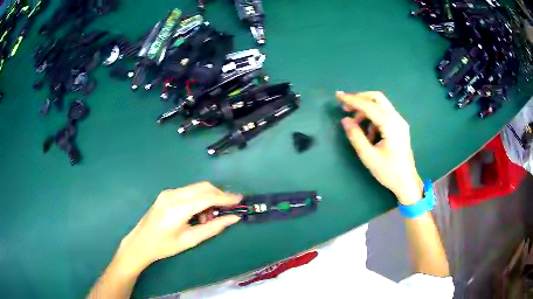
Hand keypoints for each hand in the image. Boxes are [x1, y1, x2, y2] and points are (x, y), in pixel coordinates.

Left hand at [115, 182, 241, 273]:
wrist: (140, 242)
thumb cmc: (164, 246)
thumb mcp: (190, 240)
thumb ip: (213, 228)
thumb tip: (233, 218)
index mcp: (177, 209)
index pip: (206, 197)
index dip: (225, 198)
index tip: (240, 200)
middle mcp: (172, 195)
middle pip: (203, 187)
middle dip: (219, 195)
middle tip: (228, 210)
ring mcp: (168, 192)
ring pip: (197, 187)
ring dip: (209, 198)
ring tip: (208, 218)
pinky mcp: (167, 193)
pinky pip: (189, 191)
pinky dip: (200, 199)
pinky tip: (198, 214)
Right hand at [336, 91, 422, 204]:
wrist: (407, 182)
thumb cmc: (388, 172)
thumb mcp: (368, 156)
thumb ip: (356, 136)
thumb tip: (345, 120)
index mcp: (390, 125)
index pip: (369, 106)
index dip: (352, 99)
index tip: (337, 95)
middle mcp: (397, 119)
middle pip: (377, 98)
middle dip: (360, 99)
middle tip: (345, 107)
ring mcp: (400, 122)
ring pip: (381, 105)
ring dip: (366, 111)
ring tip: (356, 126)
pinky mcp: (399, 127)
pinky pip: (384, 115)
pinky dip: (373, 118)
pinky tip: (368, 134)